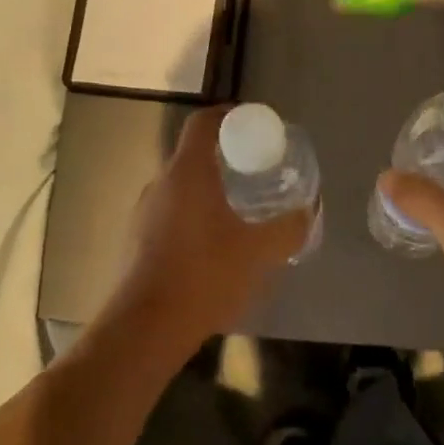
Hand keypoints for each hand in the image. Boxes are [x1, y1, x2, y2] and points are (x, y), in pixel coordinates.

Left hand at [102, 106, 310, 360]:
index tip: (253, 125)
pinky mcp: (136, 242)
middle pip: (194, 155)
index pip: (204, 122)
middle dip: (226, 159)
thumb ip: (288, 228)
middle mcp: (160, 184)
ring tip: (240, 213)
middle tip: (257, 174)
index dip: (229, 115)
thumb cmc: (204, 276)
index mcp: (187, 172)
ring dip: (209, 192)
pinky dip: (194, 218)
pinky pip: (171, 215)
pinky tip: (214, 248)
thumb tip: (307, 213)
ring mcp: (143, 214)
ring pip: (182, 188)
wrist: (145, 329)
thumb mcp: (259, 252)